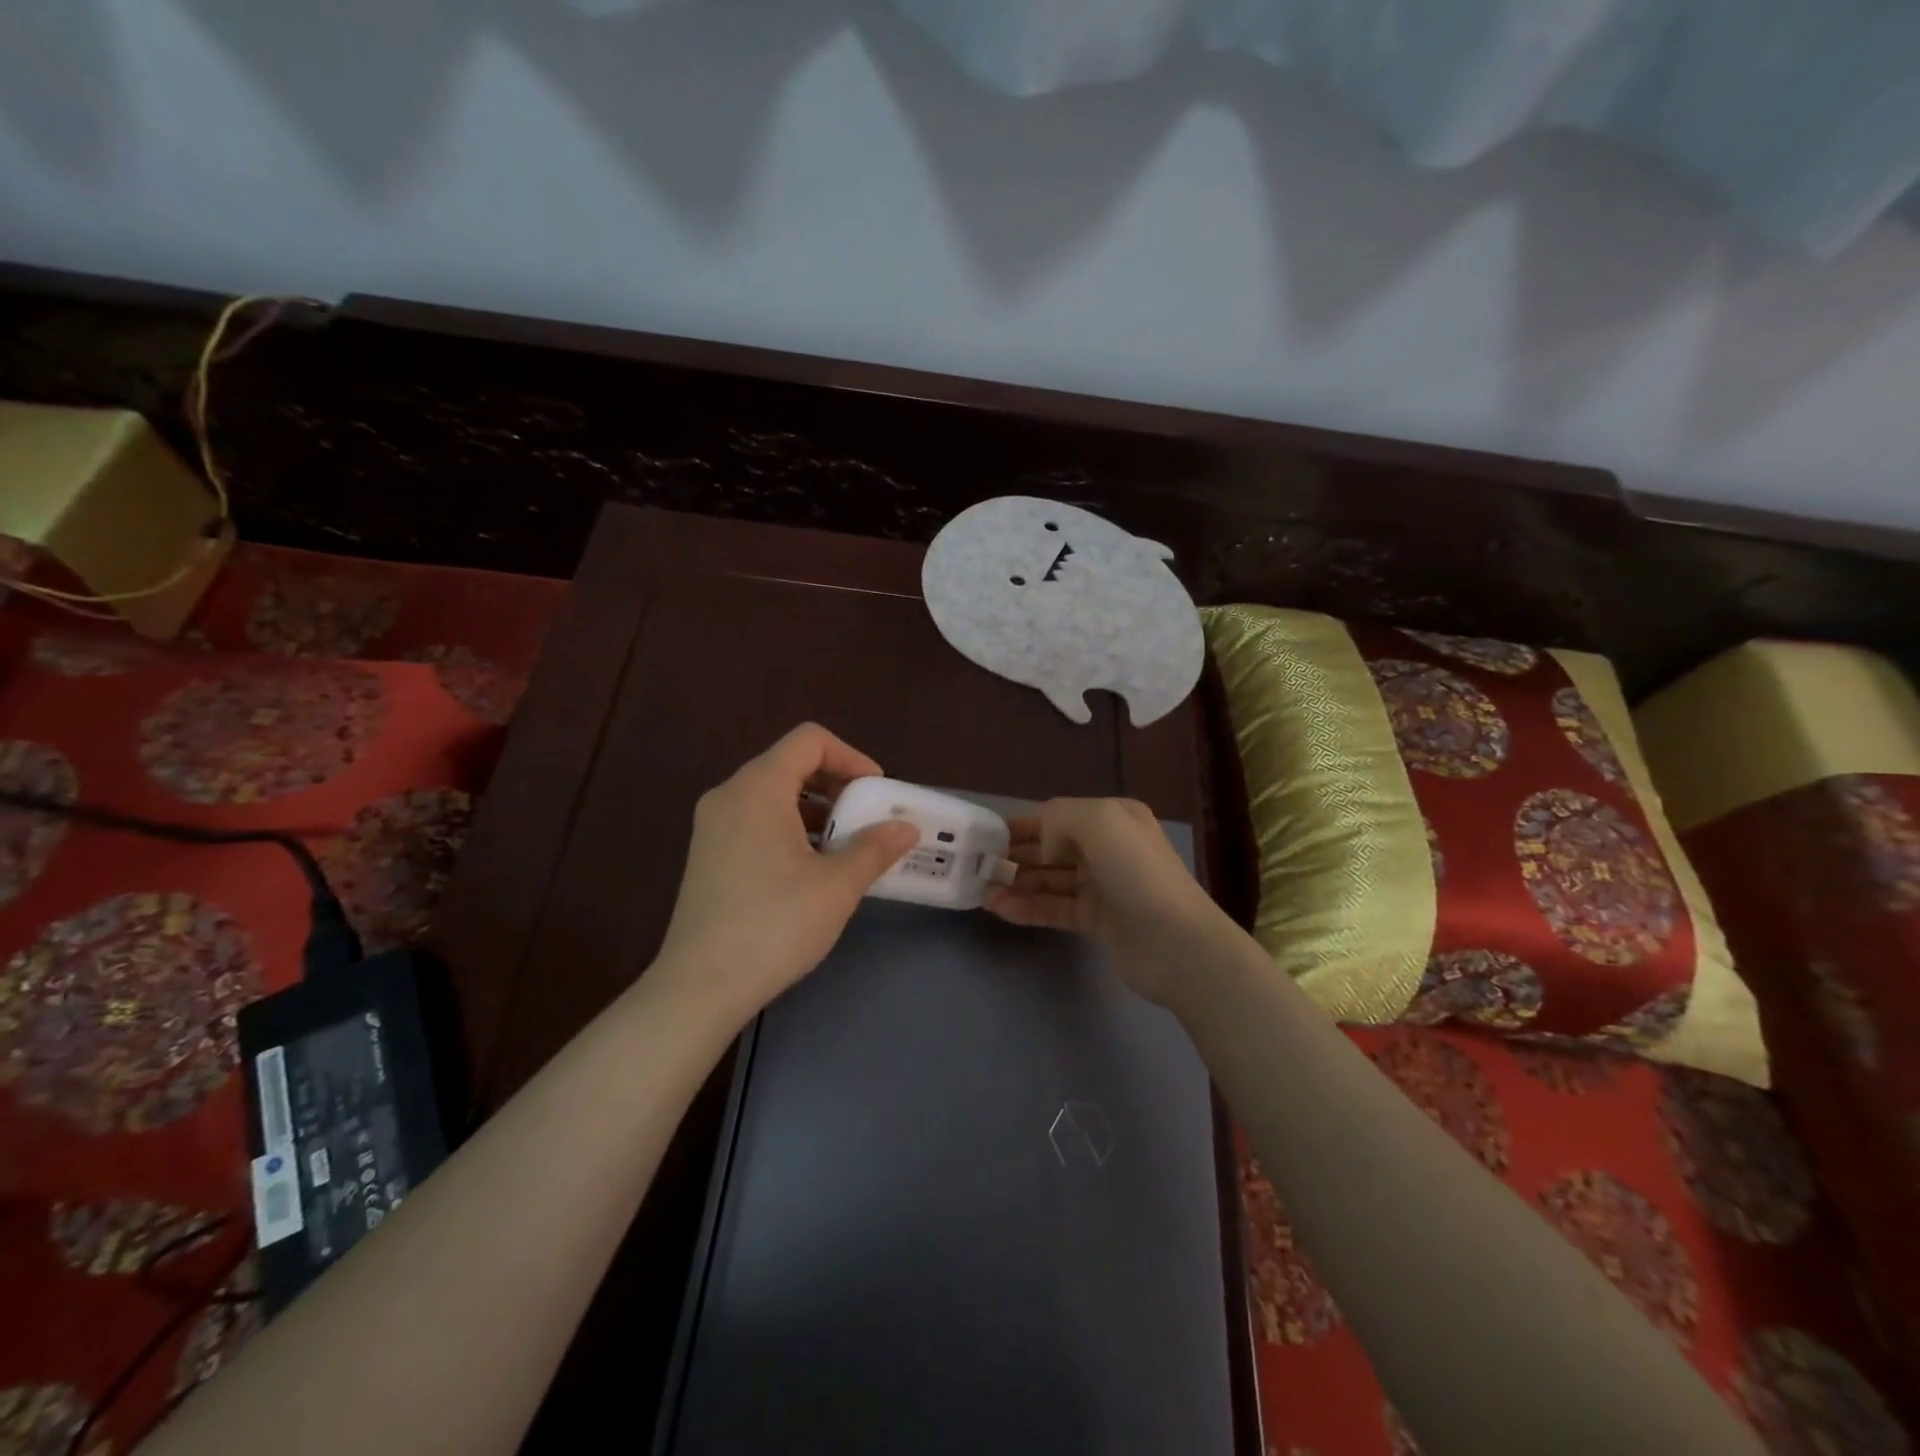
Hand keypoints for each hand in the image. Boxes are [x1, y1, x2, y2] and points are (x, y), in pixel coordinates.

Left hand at [654, 723, 917, 1023]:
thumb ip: (875, 848)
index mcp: (758, 788)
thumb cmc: (774, 925)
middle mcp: (729, 795)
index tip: (876, 792)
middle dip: (836, 783)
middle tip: (867, 817)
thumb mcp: (837, 886)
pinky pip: (756, 819)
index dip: (851, 756)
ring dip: (815, 808)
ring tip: (845, 845)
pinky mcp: (708, 853)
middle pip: (790, 763)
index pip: (810, 740)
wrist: (700, 987)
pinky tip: (811, 868)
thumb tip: (906, 828)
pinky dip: (790, 827)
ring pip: (773, 794)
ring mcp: (713, 825)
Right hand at [983, 797, 1233, 1008]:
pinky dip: (1027, 908)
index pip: (1056, 816)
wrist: (1177, 944)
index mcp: (1112, 818)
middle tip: (975, 866)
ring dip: (1015, 883)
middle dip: (1014, 854)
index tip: (984, 835)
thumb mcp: (1099, 822)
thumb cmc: (1137, 873)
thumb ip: (1059, 817)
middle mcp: (1107, 848)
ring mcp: (1102, 886)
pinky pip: (1054, 908)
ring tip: (981, 890)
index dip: (1021, 825)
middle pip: (1050, 848)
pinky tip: (999, 910)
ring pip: (1049, 880)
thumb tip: (1040, 843)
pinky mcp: (1096, 921)